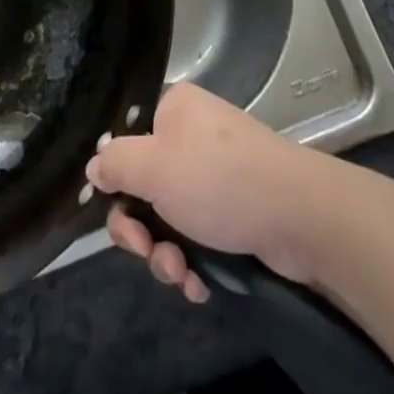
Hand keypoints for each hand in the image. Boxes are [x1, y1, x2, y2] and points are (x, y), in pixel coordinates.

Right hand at [87, 83, 329, 303]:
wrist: (299, 215)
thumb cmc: (218, 180)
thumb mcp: (154, 168)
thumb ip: (115, 163)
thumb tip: (95, 164)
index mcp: (174, 109)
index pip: (128, 142)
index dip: (118, 184)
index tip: (121, 217)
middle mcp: (194, 135)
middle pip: (146, 186)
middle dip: (143, 231)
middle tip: (149, 253)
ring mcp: (218, 174)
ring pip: (171, 219)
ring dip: (167, 254)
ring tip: (182, 274)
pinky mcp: (238, 209)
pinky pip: (199, 236)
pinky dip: (194, 262)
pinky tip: (200, 284)